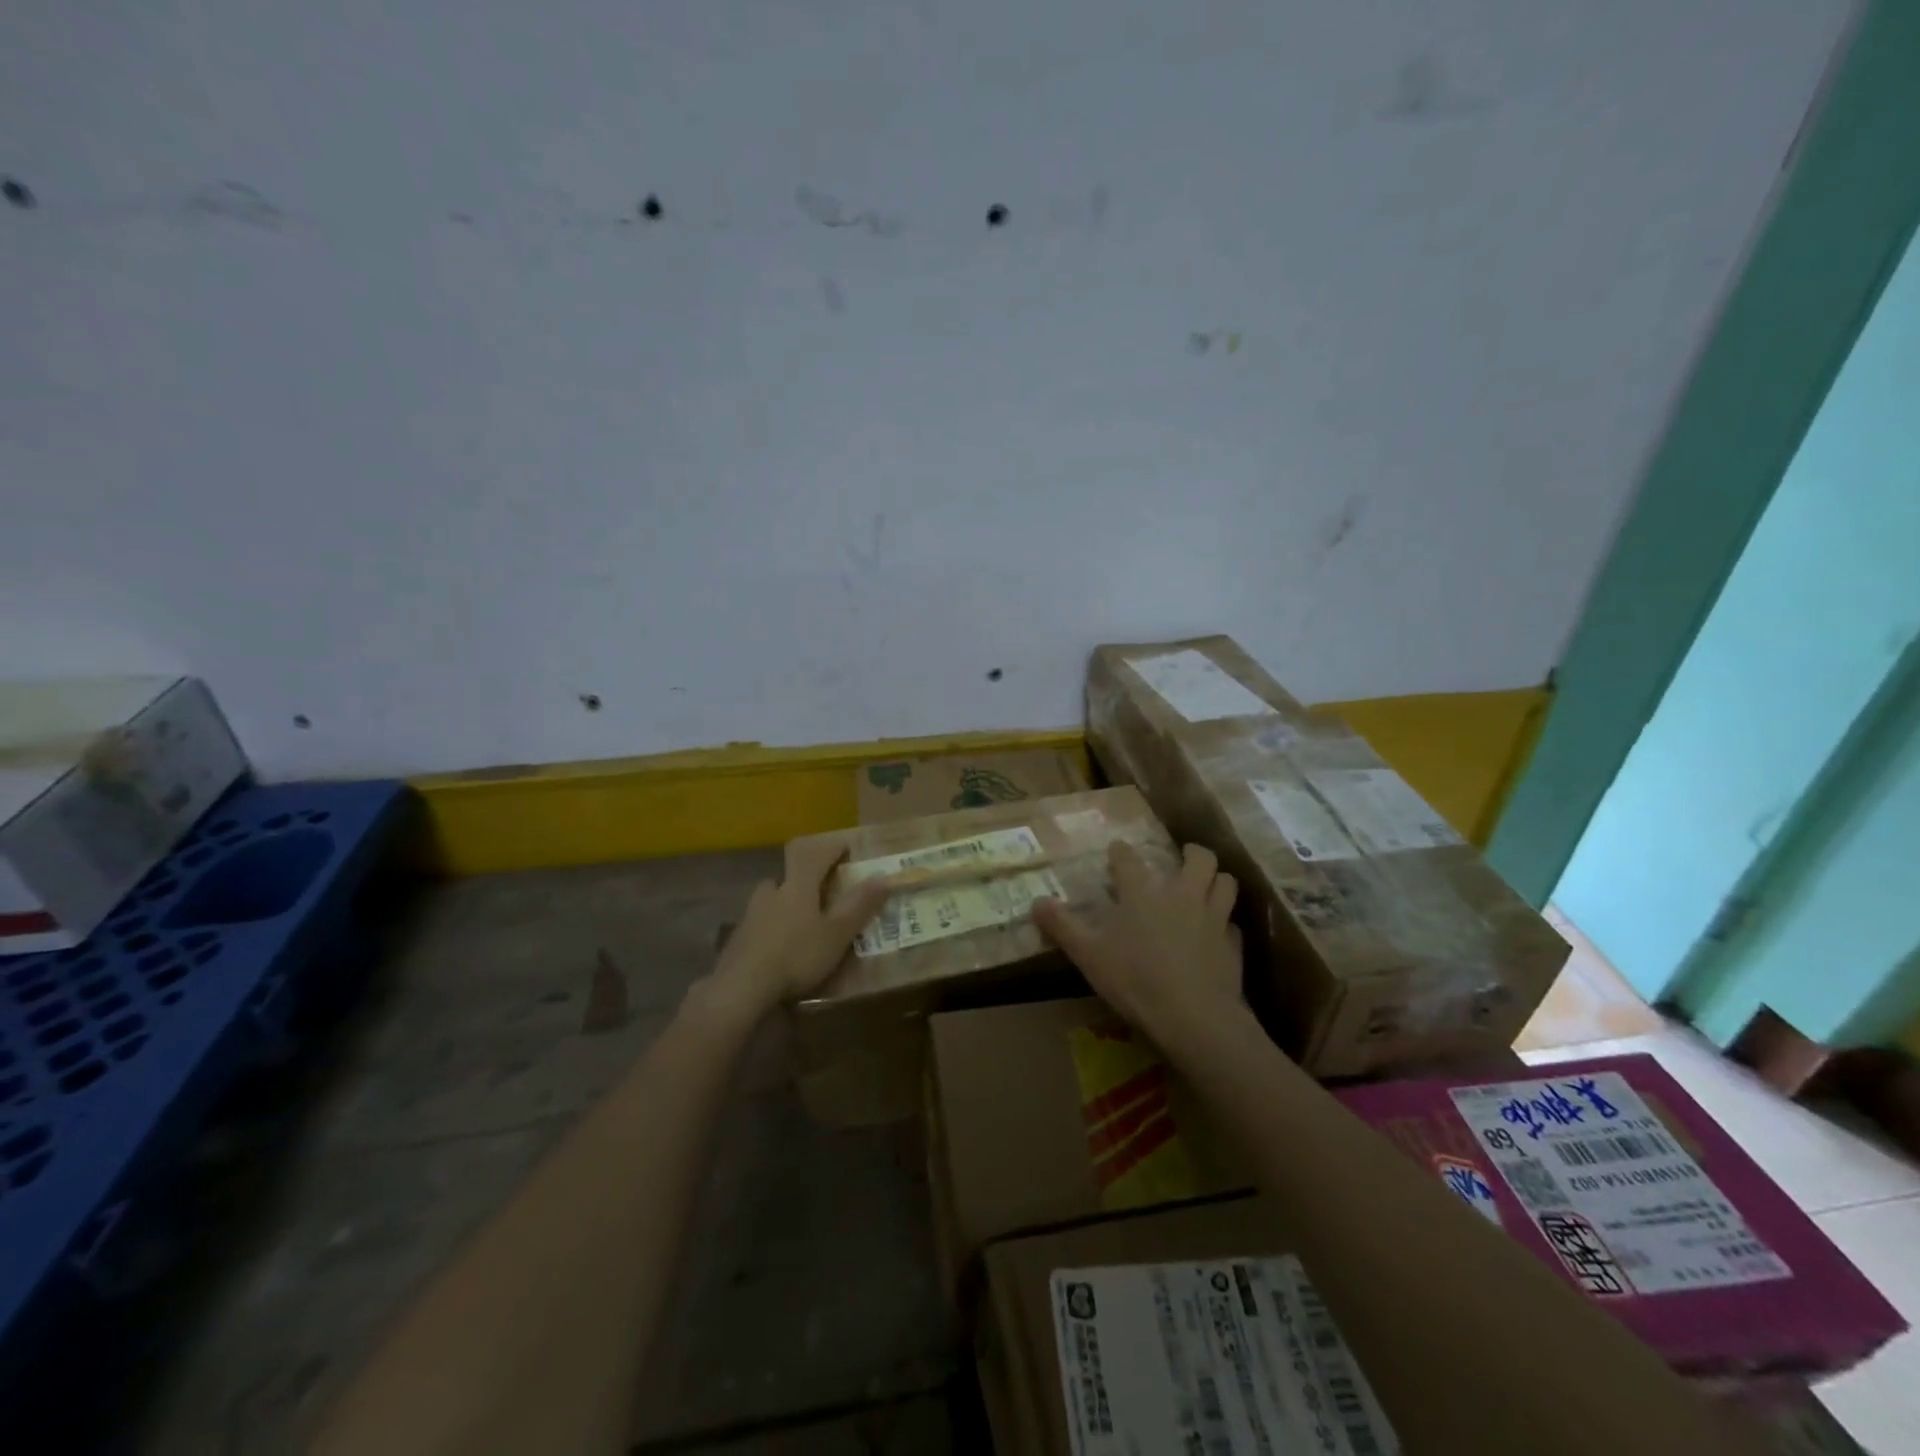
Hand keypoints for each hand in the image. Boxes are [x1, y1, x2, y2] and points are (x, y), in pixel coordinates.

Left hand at [705, 838, 890, 1018]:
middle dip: (803, 879)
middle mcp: (772, 892)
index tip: (845, 846)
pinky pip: (758, 924)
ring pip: (770, 899)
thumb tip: (884, 877)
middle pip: (788, 875)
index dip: (832, 848)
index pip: (817, 855)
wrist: (741, 987)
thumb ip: (860, 905)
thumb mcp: (838, 934)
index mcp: (798, 886)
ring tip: (798, 921)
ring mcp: (750, 915)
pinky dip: (770, 928)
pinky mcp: (736, 939)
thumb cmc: (797, 955)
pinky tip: (777, 946)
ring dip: (784, 903)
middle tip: (818, 891)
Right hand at [1033, 841, 1244, 1056]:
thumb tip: (1036, 902)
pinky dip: (1225, 922)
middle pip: (1199, 858)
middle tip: (1181, 859)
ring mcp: (1213, 917)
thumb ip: (1062, 926)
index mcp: (1143, 892)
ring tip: (1206, 885)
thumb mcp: (1088, 955)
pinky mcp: (1232, 945)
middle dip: (1191, 853)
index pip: (1129, 858)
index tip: (1117, 851)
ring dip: (1217, 879)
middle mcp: (1182, 894)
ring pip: (1226, 883)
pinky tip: (1217, 933)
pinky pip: (1233, 923)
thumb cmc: (1135, 980)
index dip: (1121, 852)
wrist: (1194, 1018)